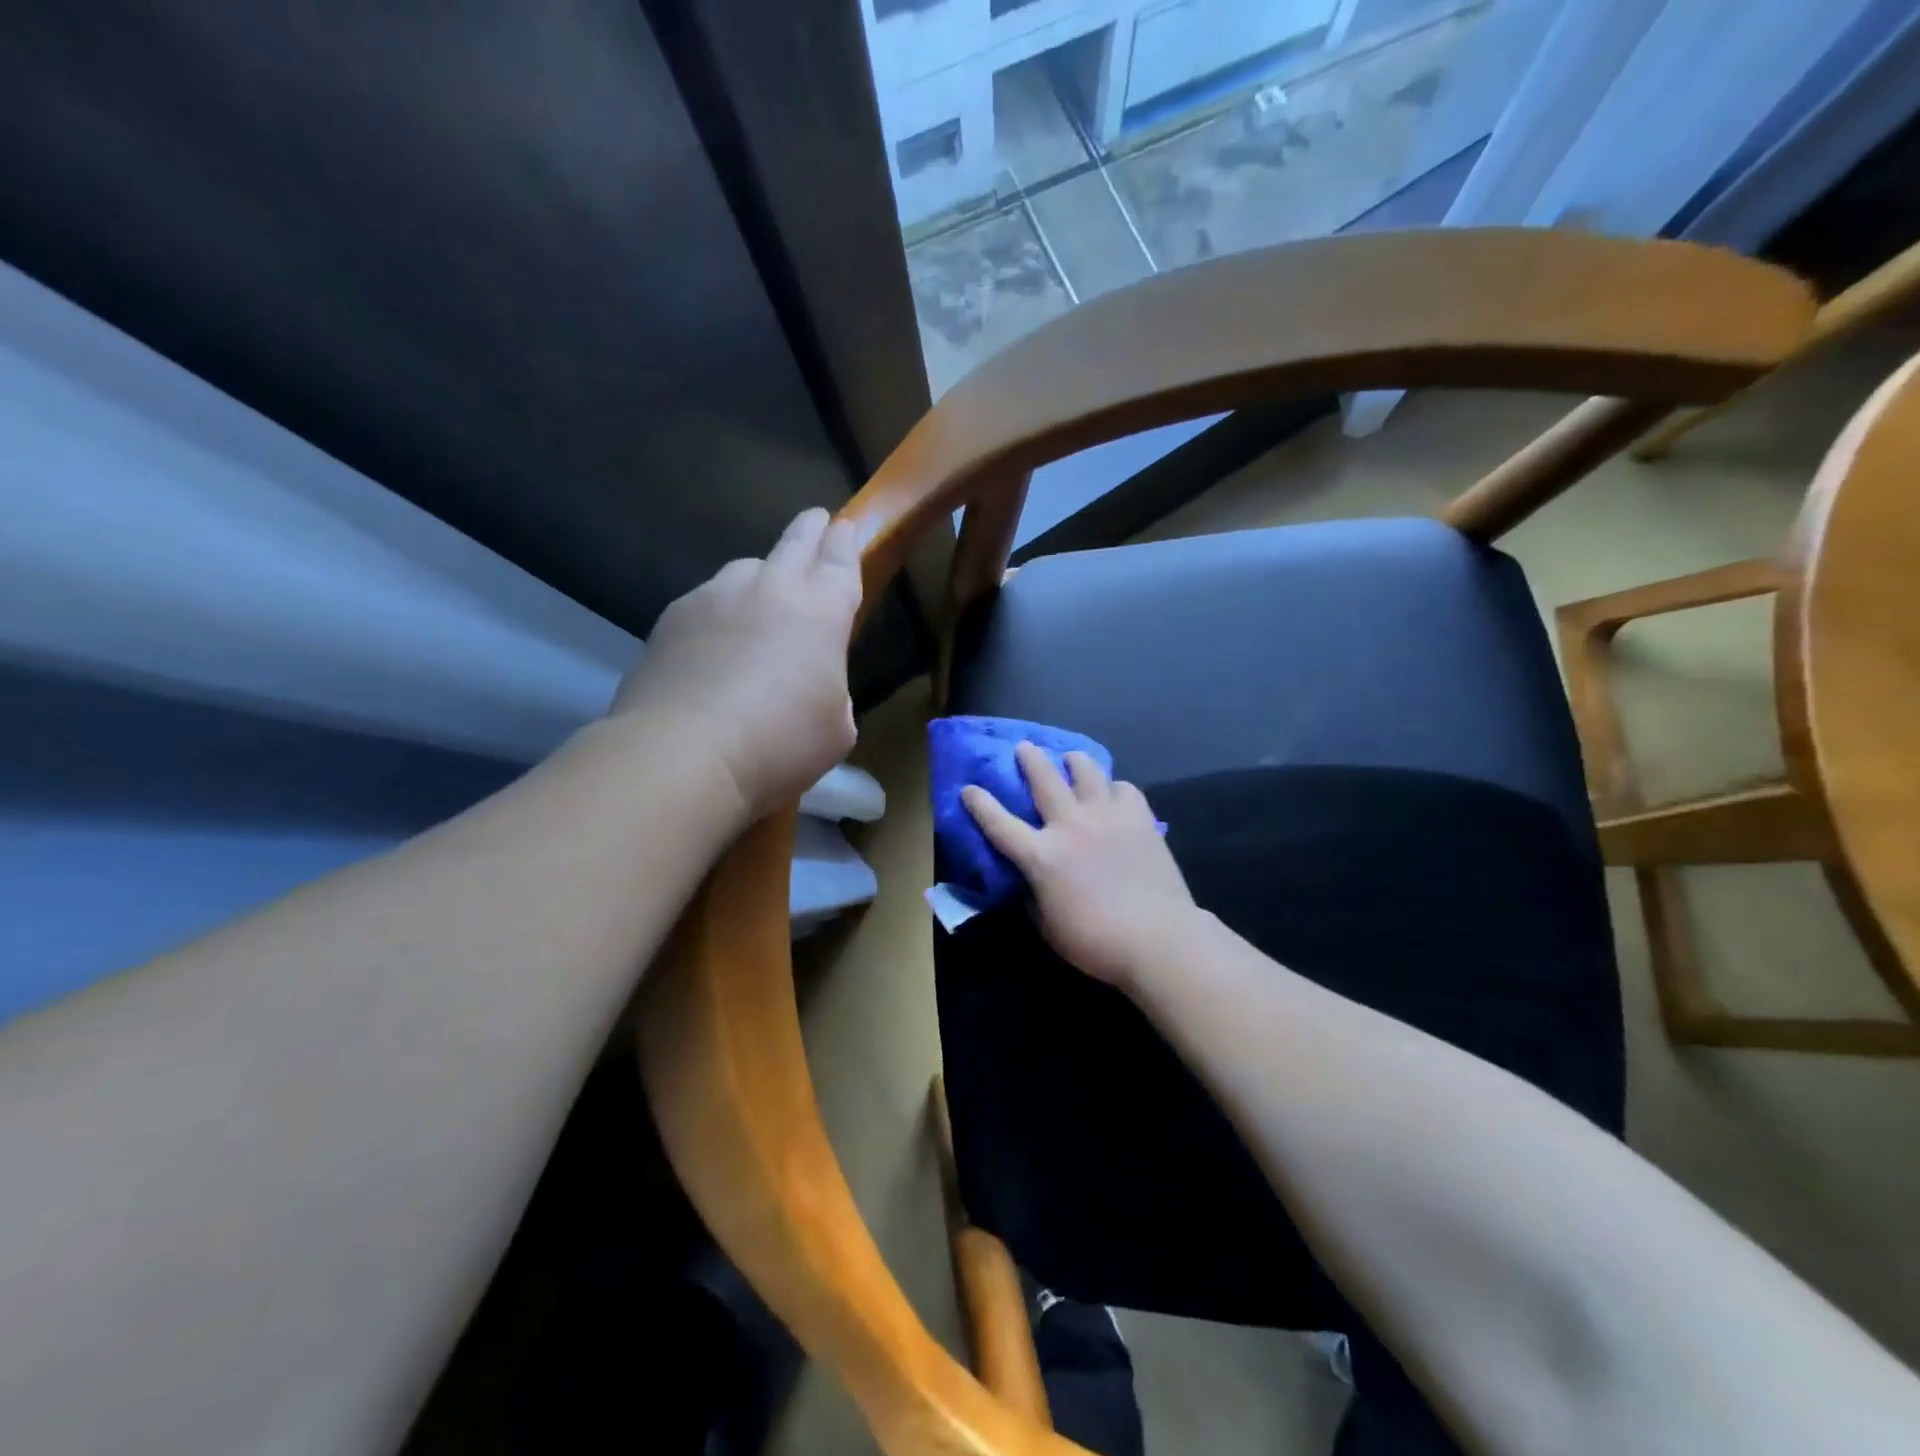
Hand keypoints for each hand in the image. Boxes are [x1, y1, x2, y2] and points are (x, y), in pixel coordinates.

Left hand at [609, 507, 862, 821]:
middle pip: (795, 542)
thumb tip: (813, 685)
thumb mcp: (836, 729)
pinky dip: (718, 613)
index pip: (840, 558)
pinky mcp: (672, 617)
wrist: (684, 752)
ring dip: (760, 577)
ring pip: (745, 570)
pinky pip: (706, 602)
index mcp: (821, 610)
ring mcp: (715, 597)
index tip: (845, 527)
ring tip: (759, 601)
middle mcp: (769, 588)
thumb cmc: (780, 742)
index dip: (846, 541)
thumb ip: (833, 692)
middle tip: (816, 521)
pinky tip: (713, 645)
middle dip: (810, 530)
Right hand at [962, 743, 1198, 992]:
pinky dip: (1114, 788)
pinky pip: (1124, 789)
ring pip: (1087, 772)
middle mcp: (1070, 826)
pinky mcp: (1139, 818)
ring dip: (1075, 761)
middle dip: (1029, 759)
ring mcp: (1107, 816)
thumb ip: (1034, 897)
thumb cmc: (1096, 943)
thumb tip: (1031, 880)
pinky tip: (1113, 793)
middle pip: (1044, 779)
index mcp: (1042, 856)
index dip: (980, 804)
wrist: (1158, 939)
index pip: (999, 824)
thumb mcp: (1048, 927)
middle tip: (1024, 747)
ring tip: (1071, 758)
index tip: (969, 788)